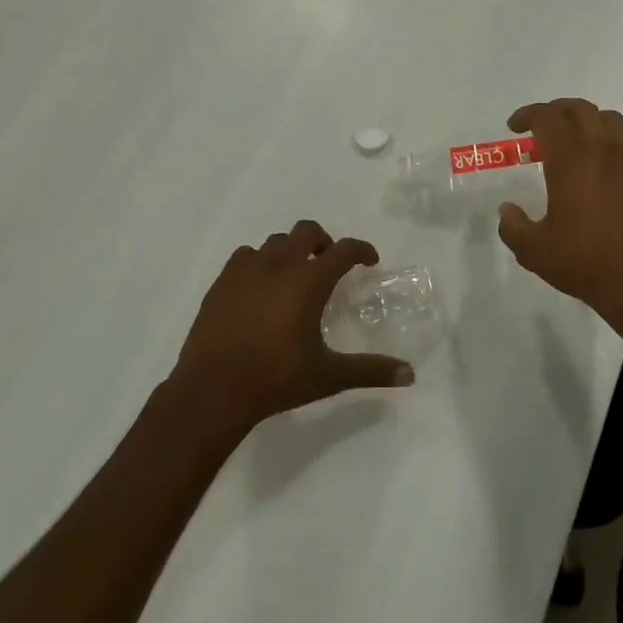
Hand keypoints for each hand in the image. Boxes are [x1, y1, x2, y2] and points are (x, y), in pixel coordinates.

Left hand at [171, 220, 414, 435]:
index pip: (344, 250)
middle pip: (307, 231)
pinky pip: (245, 256)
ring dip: (291, 251)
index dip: (362, 250)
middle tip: (329, 263)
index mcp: (309, 281)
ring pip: (275, 242)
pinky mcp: (221, 283)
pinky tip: (260, 286)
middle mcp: (280, 265)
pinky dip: (259, 262)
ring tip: (294, 276)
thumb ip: (370, 371)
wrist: (212, 391)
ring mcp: (246, 271)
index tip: (370, 260)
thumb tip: (410, 375)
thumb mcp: (328, 376)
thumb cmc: (275, 379)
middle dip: (324, 241)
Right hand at [496, 99, 622, 322]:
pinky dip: (618, 145)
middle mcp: (602, 148)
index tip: (515, 127)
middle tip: (542, 127)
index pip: (546, 117)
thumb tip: (507, 211)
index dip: (527, 115)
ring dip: (589, 121)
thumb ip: (513, 227)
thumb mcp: (534, 251)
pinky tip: (612, 165)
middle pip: (579, 109)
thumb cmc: (585, 262)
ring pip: (610, 119)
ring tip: (577, 140)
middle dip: (556, 111)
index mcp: (570, 158)